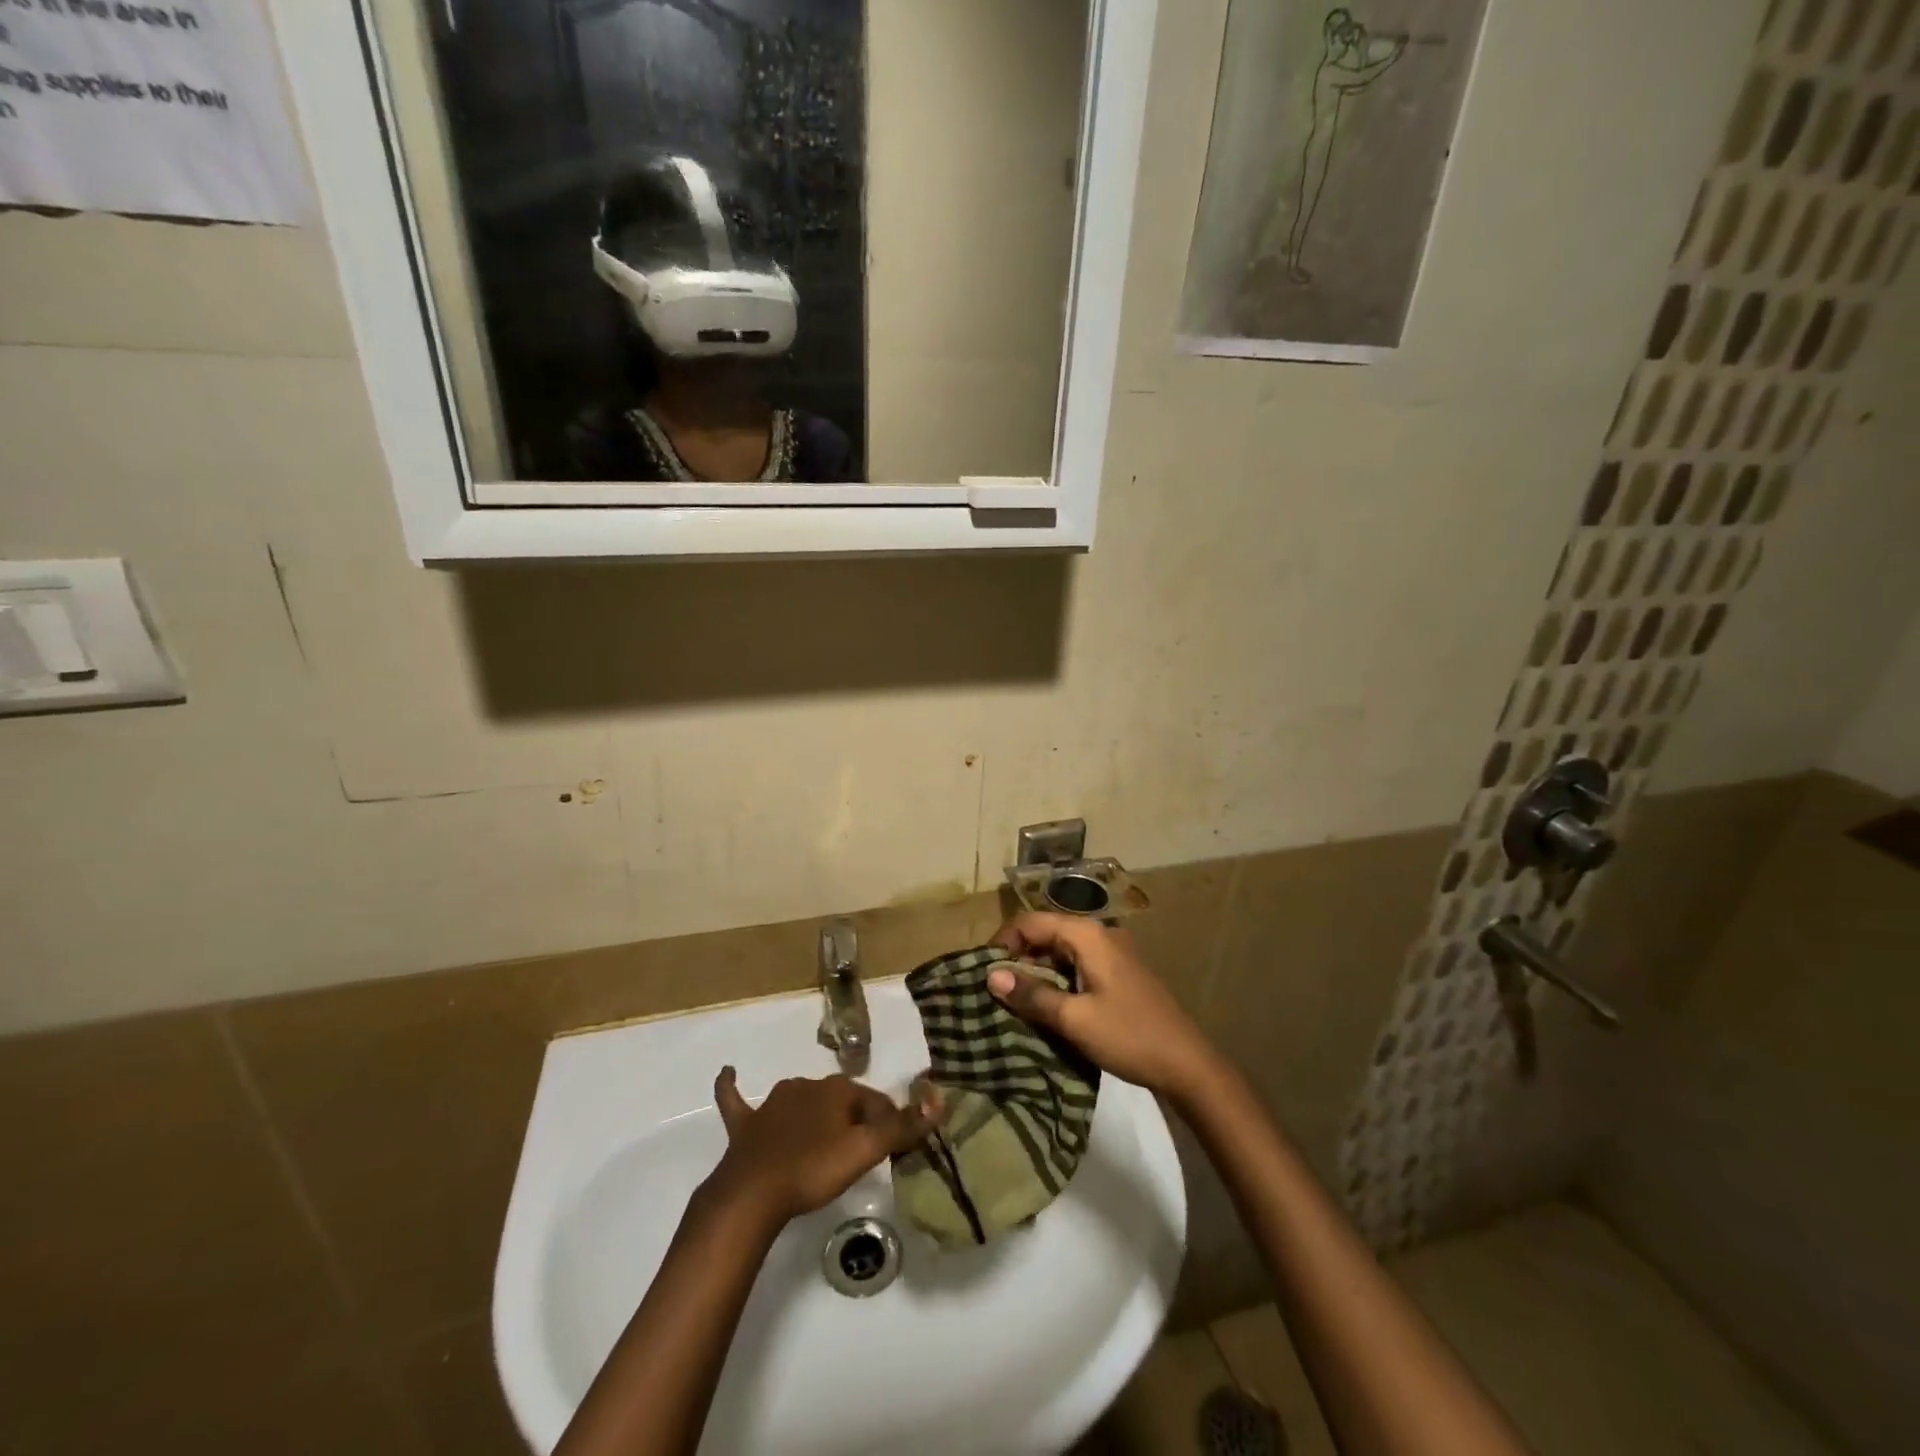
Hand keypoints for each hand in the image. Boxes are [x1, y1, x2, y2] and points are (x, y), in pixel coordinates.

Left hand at [708, 1068, 940, 1226]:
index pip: (874, 1100)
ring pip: (801, 1101)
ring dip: (814, 1113)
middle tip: (860, 1153)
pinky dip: (732, 1087)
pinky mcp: (745, 1125)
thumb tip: (939, 1101)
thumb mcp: (865, 1151)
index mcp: (836, 1089)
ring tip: (825, 1140)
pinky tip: (728, 1073)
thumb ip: (902, 1127)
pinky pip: (737, 1100)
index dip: (888, 1124)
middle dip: (853, 1120)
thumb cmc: (813, 1170)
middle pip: (840, 1101)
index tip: (893, 1150)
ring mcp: (772, 1104)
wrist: (753, 1195)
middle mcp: (806, 1086)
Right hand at [987, 913, 1227, 1104]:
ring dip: (1036, 971)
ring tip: (1015, 1001)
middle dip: (1017, 957)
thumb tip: (991, 976)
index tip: (984, 974)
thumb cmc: (1128, 1036)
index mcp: (1087, 935)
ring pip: (1059, 951)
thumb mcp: (1074, 1019)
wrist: (1187, 1064)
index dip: (1002, 943)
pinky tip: (1046, 1005)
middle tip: (996, 991)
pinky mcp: (1117, 972)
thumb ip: (1032, 995)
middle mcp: (1098, 934)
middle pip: (1045, 933)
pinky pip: (1076, 965)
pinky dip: (1056, 979)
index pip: (1030, 922)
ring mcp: (1111, 953)